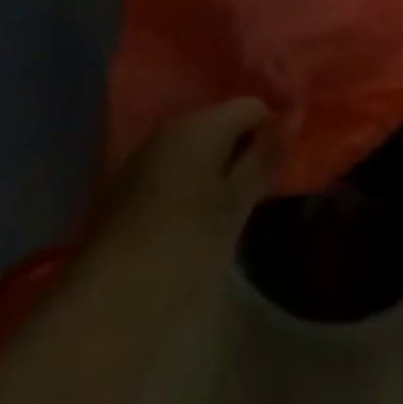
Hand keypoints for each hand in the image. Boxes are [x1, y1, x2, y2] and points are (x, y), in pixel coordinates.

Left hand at [89, 99, 277, 282]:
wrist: (111, 297)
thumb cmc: (185, 243)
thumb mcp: (235, 204)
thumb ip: (263, 159)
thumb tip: (290, 121)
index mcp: (201, 123)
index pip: (250, 106)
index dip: (270, 131)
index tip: (277, 169)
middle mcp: (173, 125)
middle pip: (222, 122)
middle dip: (242, 148)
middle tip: (255, 192)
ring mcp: (147, 152)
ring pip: (196, 145)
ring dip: (216, 166)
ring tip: (227, 209)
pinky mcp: (129, 181)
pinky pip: (174, 165)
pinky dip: (191, 180)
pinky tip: (193, 217)